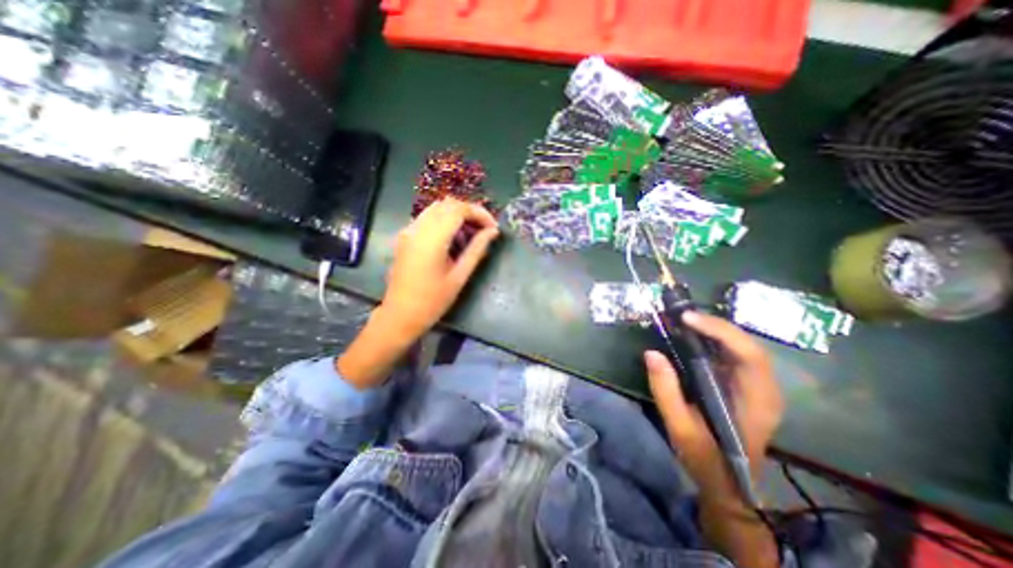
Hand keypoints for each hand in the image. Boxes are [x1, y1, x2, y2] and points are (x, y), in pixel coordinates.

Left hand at [380, 200, 496, 340]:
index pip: (458, 210)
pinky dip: (444, 221)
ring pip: (436, 209)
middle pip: (447, 204)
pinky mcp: (405, 236)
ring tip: (471, 234)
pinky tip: (453, 239)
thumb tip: (493, 232)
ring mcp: (408, 231)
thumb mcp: (459, 276)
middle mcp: (417, 228)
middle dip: (469, 212)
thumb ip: (477, 250)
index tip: (493, 228)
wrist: (400, 314)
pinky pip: (427, 218)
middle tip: (484, 230)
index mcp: (431, 239)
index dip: (479, 213)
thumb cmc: (433, 300)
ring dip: (457, 215)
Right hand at [644, 310, 785, 501]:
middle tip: (680, 315)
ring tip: (683, 320)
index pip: (749, 355)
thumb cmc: (707, 459)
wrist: (730, 484)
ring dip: (714, 329)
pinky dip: (713, 339)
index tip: (686, 319)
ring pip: (742, 346)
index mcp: (756, 402)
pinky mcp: (746, 385)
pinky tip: (693, 335)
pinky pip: (734, 353)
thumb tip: (651, 353)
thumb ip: (666, 391)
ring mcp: (758, 386)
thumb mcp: (680, 428)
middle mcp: (765, 389)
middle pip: (748, 344)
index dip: (720, 331)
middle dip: (715, 325)